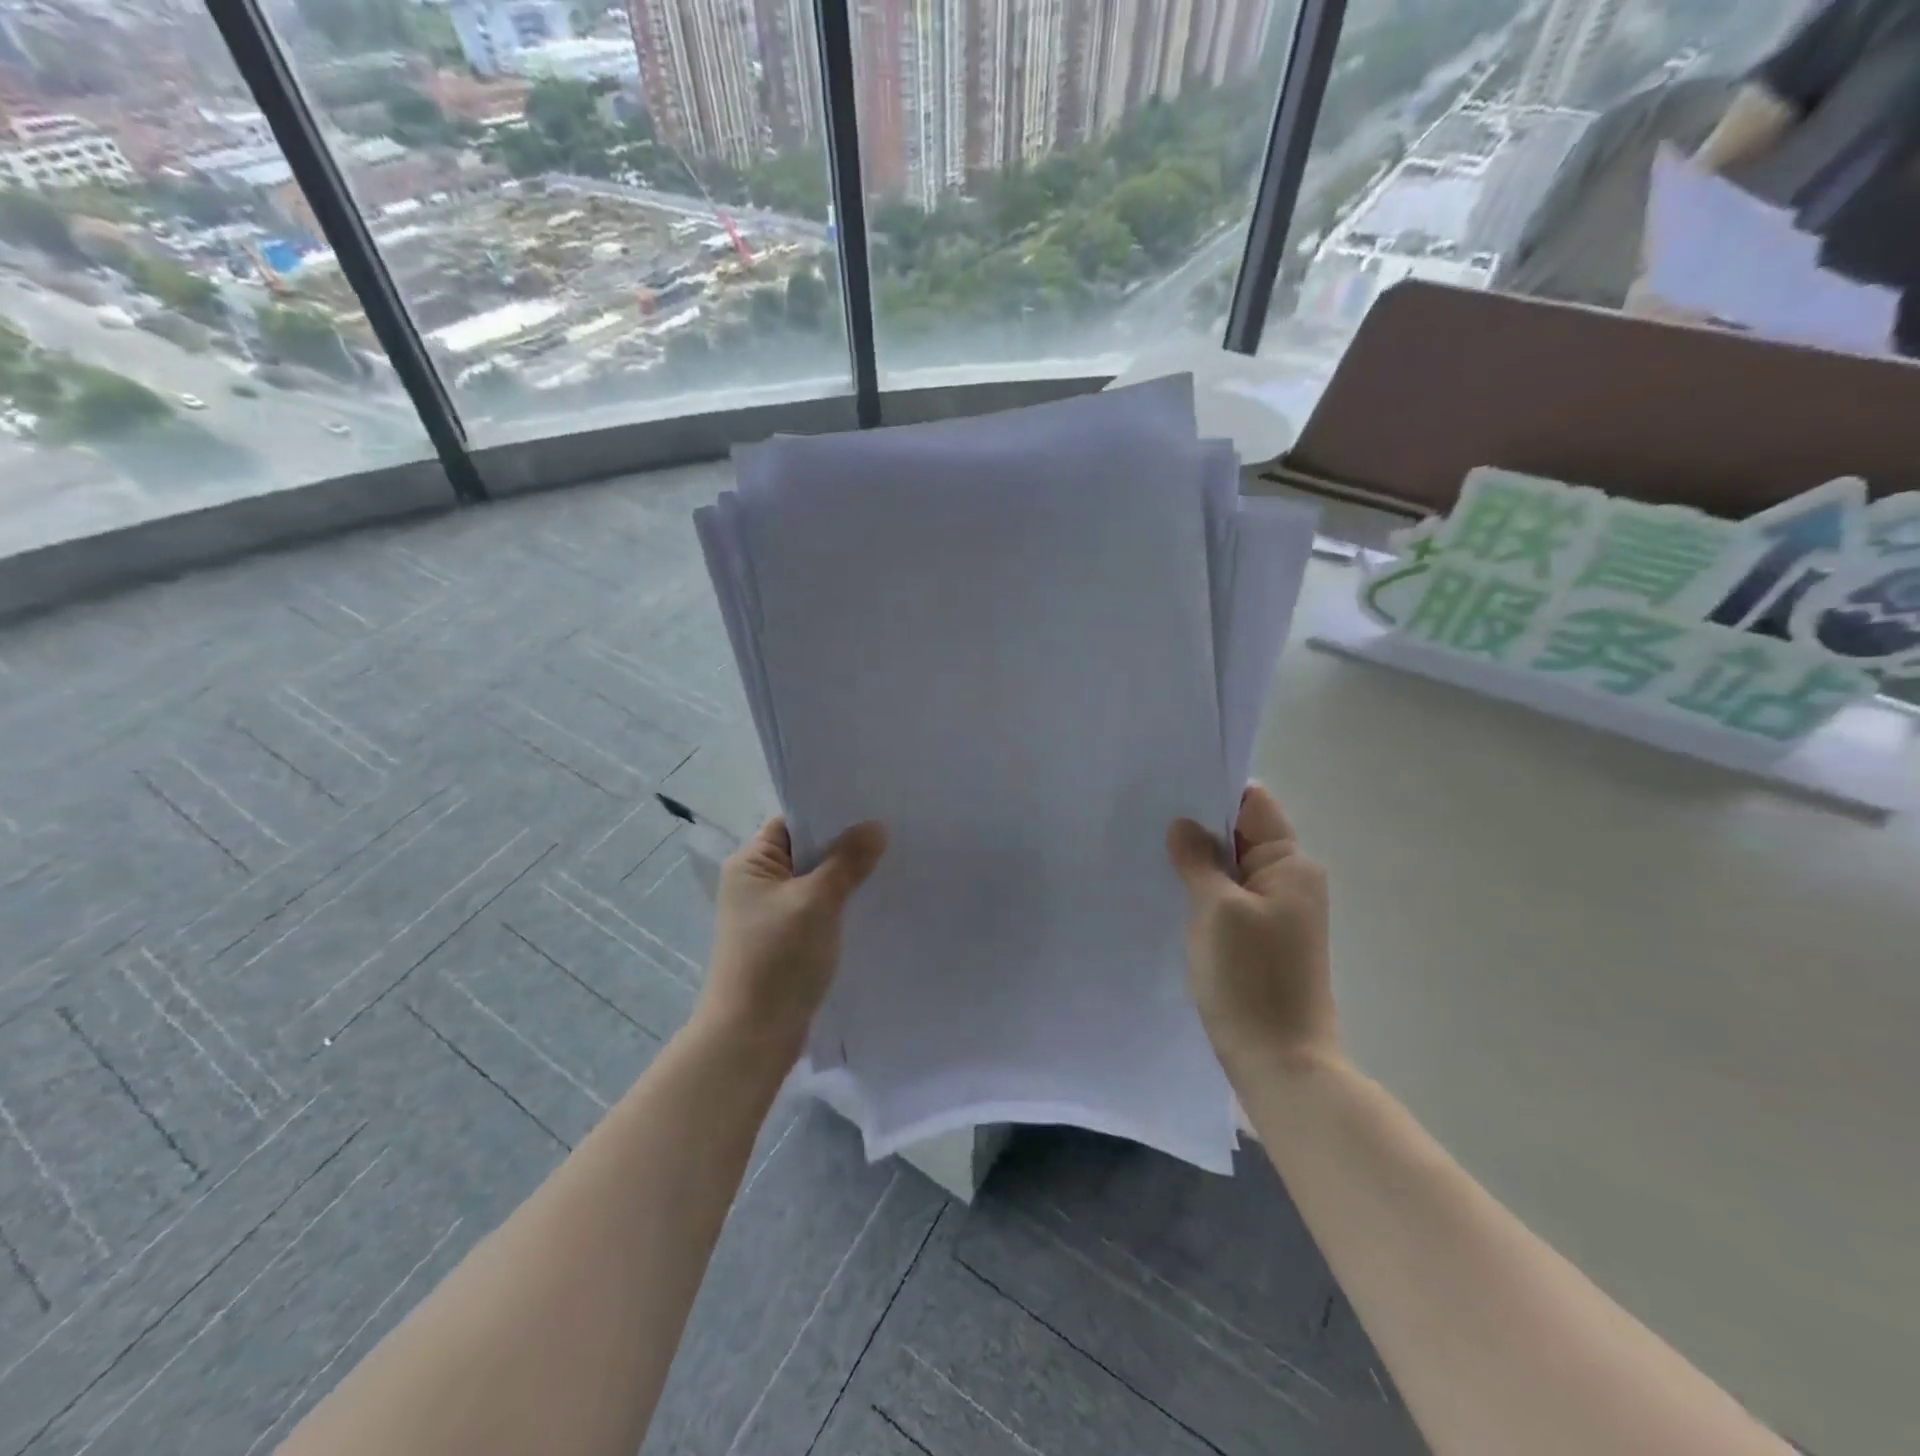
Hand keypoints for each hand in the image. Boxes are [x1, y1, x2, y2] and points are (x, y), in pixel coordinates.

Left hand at [700, 817, 886, 1055]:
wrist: (753, 1036)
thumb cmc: (777, 958)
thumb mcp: (817, 901)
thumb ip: (847, 861)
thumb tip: (875, 826)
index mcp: (750, 864)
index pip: (793, 822)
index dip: (830, 812)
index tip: (872, 804)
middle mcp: (756, 883)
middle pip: (806, 851)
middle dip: (845, 844)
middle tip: (892, 831)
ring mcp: (770, 914)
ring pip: (815, 882)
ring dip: (845, 877)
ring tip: (891, 861)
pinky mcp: (785, 941)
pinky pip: (817, 909)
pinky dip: (841, 904)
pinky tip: (873, 901)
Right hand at [1167, 784, 1338, 1080]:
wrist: (1279, 1062)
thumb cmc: (1249, 978)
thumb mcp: (1216, 908)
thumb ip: (1198, 859)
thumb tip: (1183, 825)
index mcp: (1290, 865)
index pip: (1253, 804)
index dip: (1213, 791)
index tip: (1167, 785)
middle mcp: (1289, 881)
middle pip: (1241, 835)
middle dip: (1198, 826)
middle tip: (1145, 815)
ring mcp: (1276, 913)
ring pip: (1231, 869)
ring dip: (1197, 861)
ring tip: (1148, 849)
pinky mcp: (1260, 940)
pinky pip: (1228, 899)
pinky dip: (1202, 891)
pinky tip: (1166, 890)